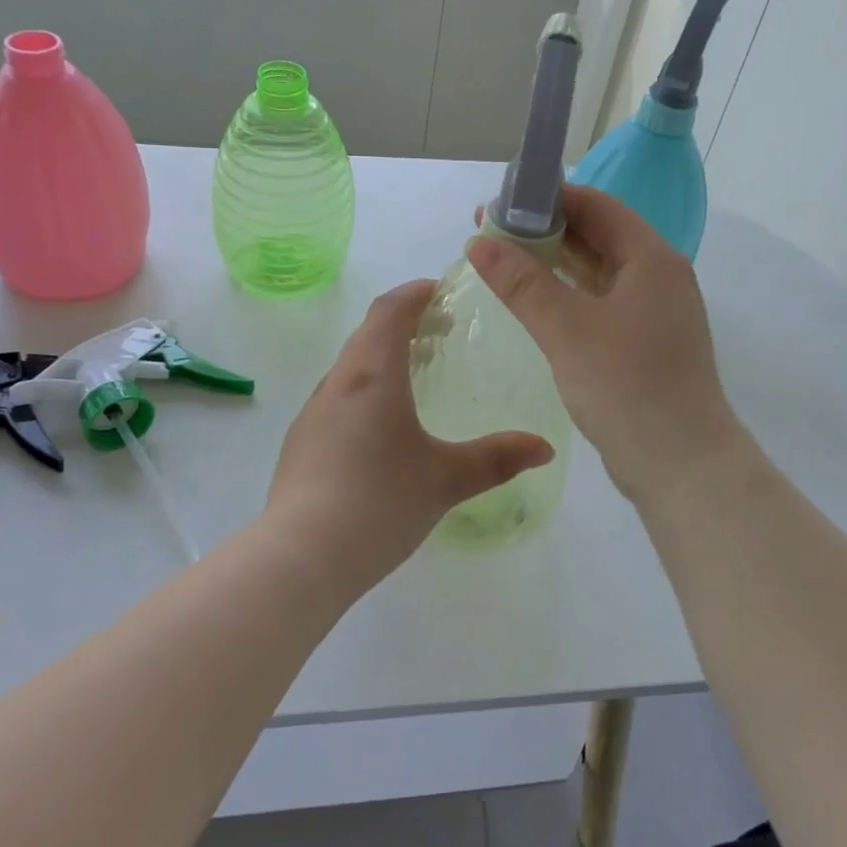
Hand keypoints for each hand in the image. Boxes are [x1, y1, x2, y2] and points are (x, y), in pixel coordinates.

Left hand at [264, 280, 553, 594]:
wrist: (302, 556)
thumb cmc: (380, 502)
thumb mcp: (447, 479)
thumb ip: (497, 459)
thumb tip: (545, 448)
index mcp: (372, 375)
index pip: (389, 310)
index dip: (415, 293)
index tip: (441, 291)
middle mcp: (338, 383)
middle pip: (369, 334)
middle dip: (404, 323)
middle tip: (440, 334)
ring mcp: (313, 413)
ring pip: (351, 367)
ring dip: (382, 357)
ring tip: (416, 378)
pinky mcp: (301, 443)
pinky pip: (338, 397)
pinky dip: (365, 390)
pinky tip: (382, 429)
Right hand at [467, 185, 743, 504]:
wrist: (681, 465)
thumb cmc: (626, 387)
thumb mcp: (567, 329)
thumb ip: (522, 282)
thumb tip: (480, 240)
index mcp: (651, 259)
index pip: (596, 206)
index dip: (548, 197)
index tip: (500, 202)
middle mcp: (658, 276)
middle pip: (598, 235)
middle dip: (545, 229)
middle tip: (490, 233)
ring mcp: (654, 311)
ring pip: (598, 270)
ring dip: (554, 262)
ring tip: (502, 260)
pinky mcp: (644, 342)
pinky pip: (600, 301)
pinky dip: (567, 294)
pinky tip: (534, 300)